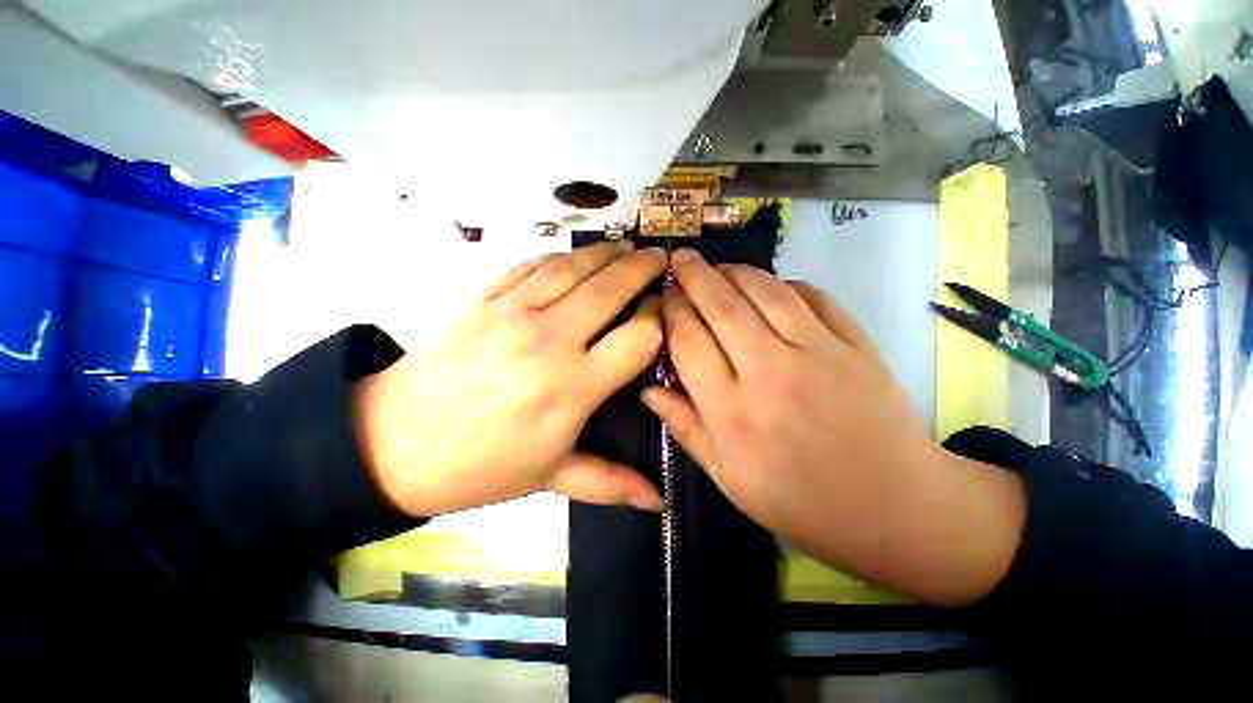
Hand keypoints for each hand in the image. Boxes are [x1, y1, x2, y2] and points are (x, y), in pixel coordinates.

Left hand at [354, 241, 666, 516]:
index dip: (657, 321)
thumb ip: (611, 483)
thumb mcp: (552, 477)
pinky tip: (574, 258)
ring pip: (572, 268)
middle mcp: (548, 340)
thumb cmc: (483, 465)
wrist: (396, 442)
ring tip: (625, 247)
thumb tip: (658, 502)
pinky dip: (559, 258)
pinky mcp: (483, 300)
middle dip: (641, 269)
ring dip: (604, 253)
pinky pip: (530, 267)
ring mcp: (512, 313)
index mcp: (572, 386)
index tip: (662, 314)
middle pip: (609, 289)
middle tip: (658, 258)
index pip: (637, 337)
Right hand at [643, 249, 1025, 605]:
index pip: (689, 342)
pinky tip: (769, 284)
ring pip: (766, 292)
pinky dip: (785, 282)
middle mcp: (770, 373)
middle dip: (695, 276)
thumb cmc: (800, 502)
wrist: (895, 508)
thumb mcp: (728, 478)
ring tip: (717, 265)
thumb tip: (648, 390)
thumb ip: (685, 428)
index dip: (671, 312)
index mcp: (732, 413)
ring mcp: (820, 353)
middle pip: (723, 307)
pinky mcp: (857, 344)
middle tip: (680, 257)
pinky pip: (813, 297)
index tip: (663, 297)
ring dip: (736, 271)